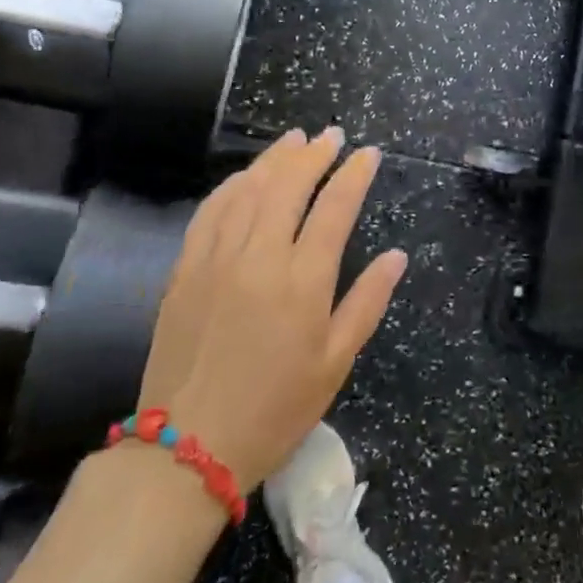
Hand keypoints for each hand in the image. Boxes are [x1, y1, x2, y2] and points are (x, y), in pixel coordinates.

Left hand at [134, 128, 406, 488]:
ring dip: (274, 159)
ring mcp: (217, 258)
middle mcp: (260, 257)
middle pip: (289, 185)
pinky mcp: (185, 269)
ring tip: (294, 139)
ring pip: (248, 189)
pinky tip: (244, 176)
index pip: (335, 208)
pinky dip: (231, 185)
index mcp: (303, 281)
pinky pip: (210, 211)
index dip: (354, 174)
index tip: (368, 153)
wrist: (188, 447)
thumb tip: (396, 256)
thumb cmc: (275, 409)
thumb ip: (367, 302)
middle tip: (332, 135)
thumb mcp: (335, 364)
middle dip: (314, 153)